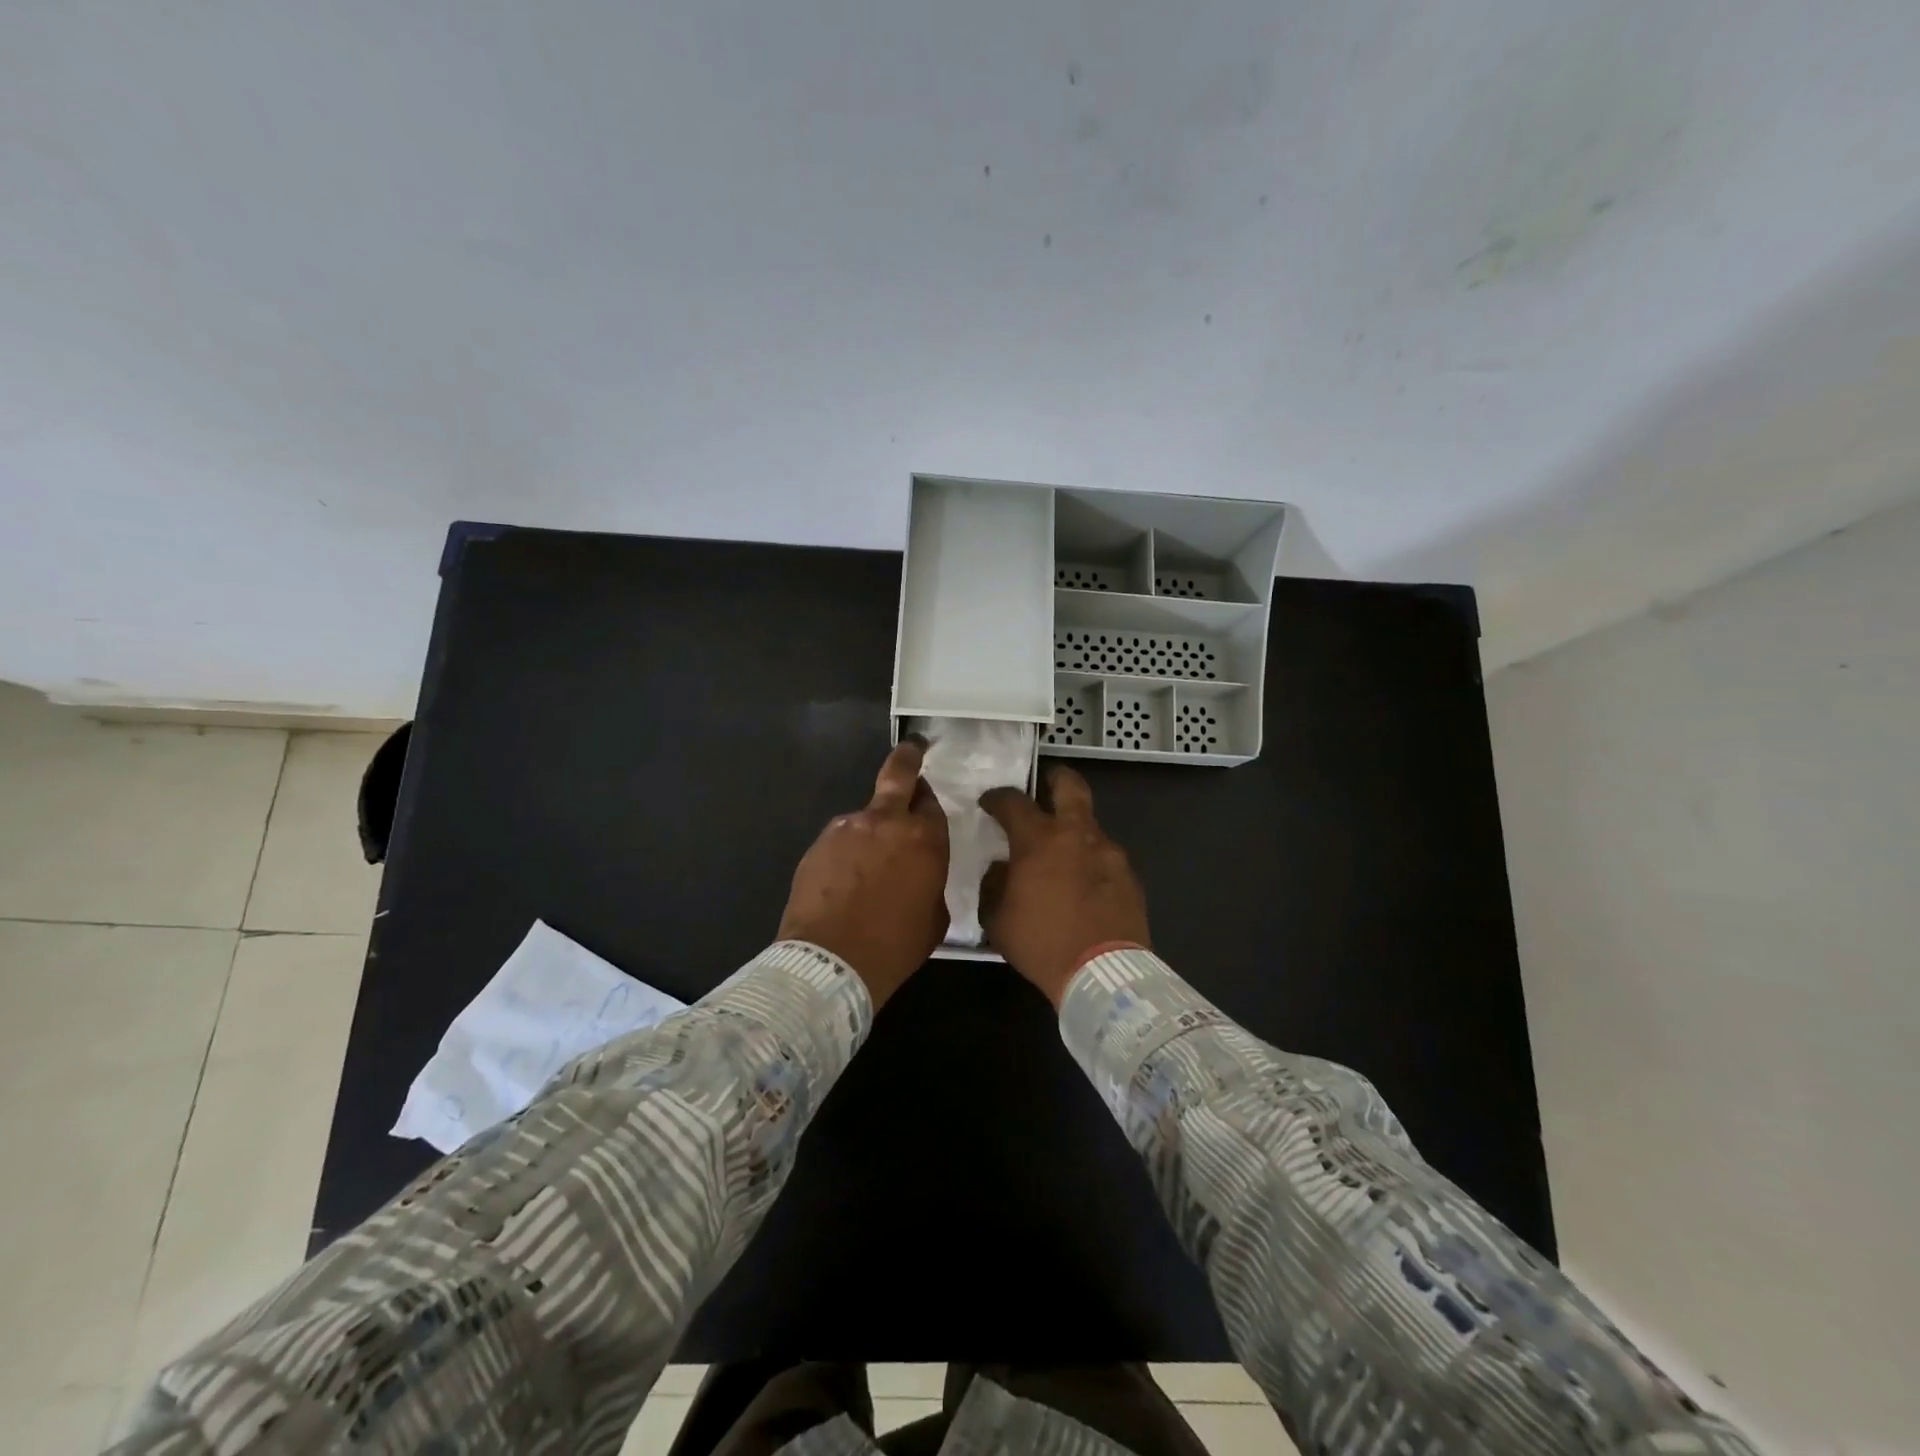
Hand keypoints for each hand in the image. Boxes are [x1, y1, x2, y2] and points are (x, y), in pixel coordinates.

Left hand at [777, 738, 949, 1008]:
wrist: (831, 961)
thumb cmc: (895, 945)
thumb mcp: (934, 917)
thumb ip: (931, 881)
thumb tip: (920, 873)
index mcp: (924, 838)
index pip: (931, 803)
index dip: (928, 802)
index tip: (925, 803)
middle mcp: (886, 822)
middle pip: (898, 775)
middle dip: (907, 758)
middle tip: (912, 750)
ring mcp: (847, 828)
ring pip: (865, 816)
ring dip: (870, 830)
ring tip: (866, 867)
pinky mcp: (818, 843)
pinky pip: (840, 840)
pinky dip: (846, 852)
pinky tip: (844, 881)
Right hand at [978, 765, 1150, 1006]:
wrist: (1103, 973)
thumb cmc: (1041, 943)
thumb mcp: (998, 919)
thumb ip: (994, 884)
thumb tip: (1001, 868)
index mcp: (1039, 840)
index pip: (1013, 801)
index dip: (997, 797)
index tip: (989, 803)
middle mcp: (1076, 834)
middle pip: (1070, 786)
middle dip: (1056, 777)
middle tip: (1046, 783)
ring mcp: (1109, 852)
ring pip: (1090, 824)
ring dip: (1074, 830)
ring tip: (1063, 855)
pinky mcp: (1129, 875)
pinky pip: (1105, 856)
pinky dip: (1091, 861)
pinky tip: (1084, 885)